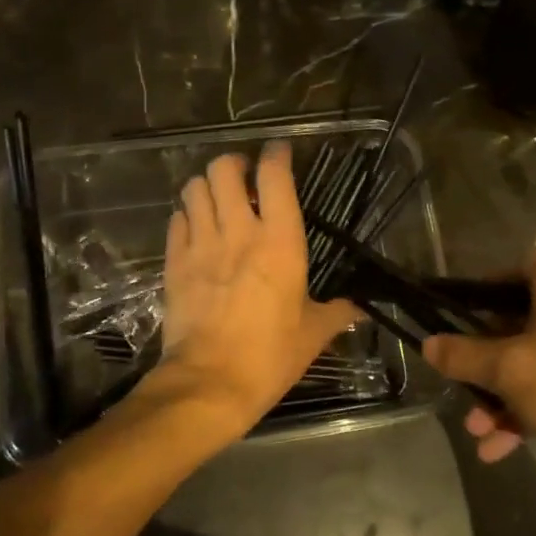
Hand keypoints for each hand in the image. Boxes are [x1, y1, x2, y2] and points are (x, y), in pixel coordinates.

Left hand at [157, 143, 360, 439]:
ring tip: (219, 201)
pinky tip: (197, 230)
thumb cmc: (270, 356)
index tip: (280, 152)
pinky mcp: (174, 263)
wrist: (209, 383)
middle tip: (245, 179)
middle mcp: (238, 231)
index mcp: (279, 242)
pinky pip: (176, 220)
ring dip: (207, 187)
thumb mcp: (313, 334)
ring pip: (194, 188)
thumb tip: (362, 309)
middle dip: (234, 165)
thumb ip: (338, 312)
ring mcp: (200, 244)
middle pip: (224, 169)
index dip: (277, 154)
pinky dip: (187, 216)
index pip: (275, 176)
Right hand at [422, 252, 535, 507]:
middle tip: (458, 376)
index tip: (461, 306)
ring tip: (475, 429)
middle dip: (483, 355)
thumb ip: (464, 356)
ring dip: (499, 394)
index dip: (490, 280)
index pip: (525, 264)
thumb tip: (428, 344)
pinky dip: (523, 413)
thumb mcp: (509, 372)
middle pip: (518, 321)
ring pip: (531, 363)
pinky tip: (497, 449)